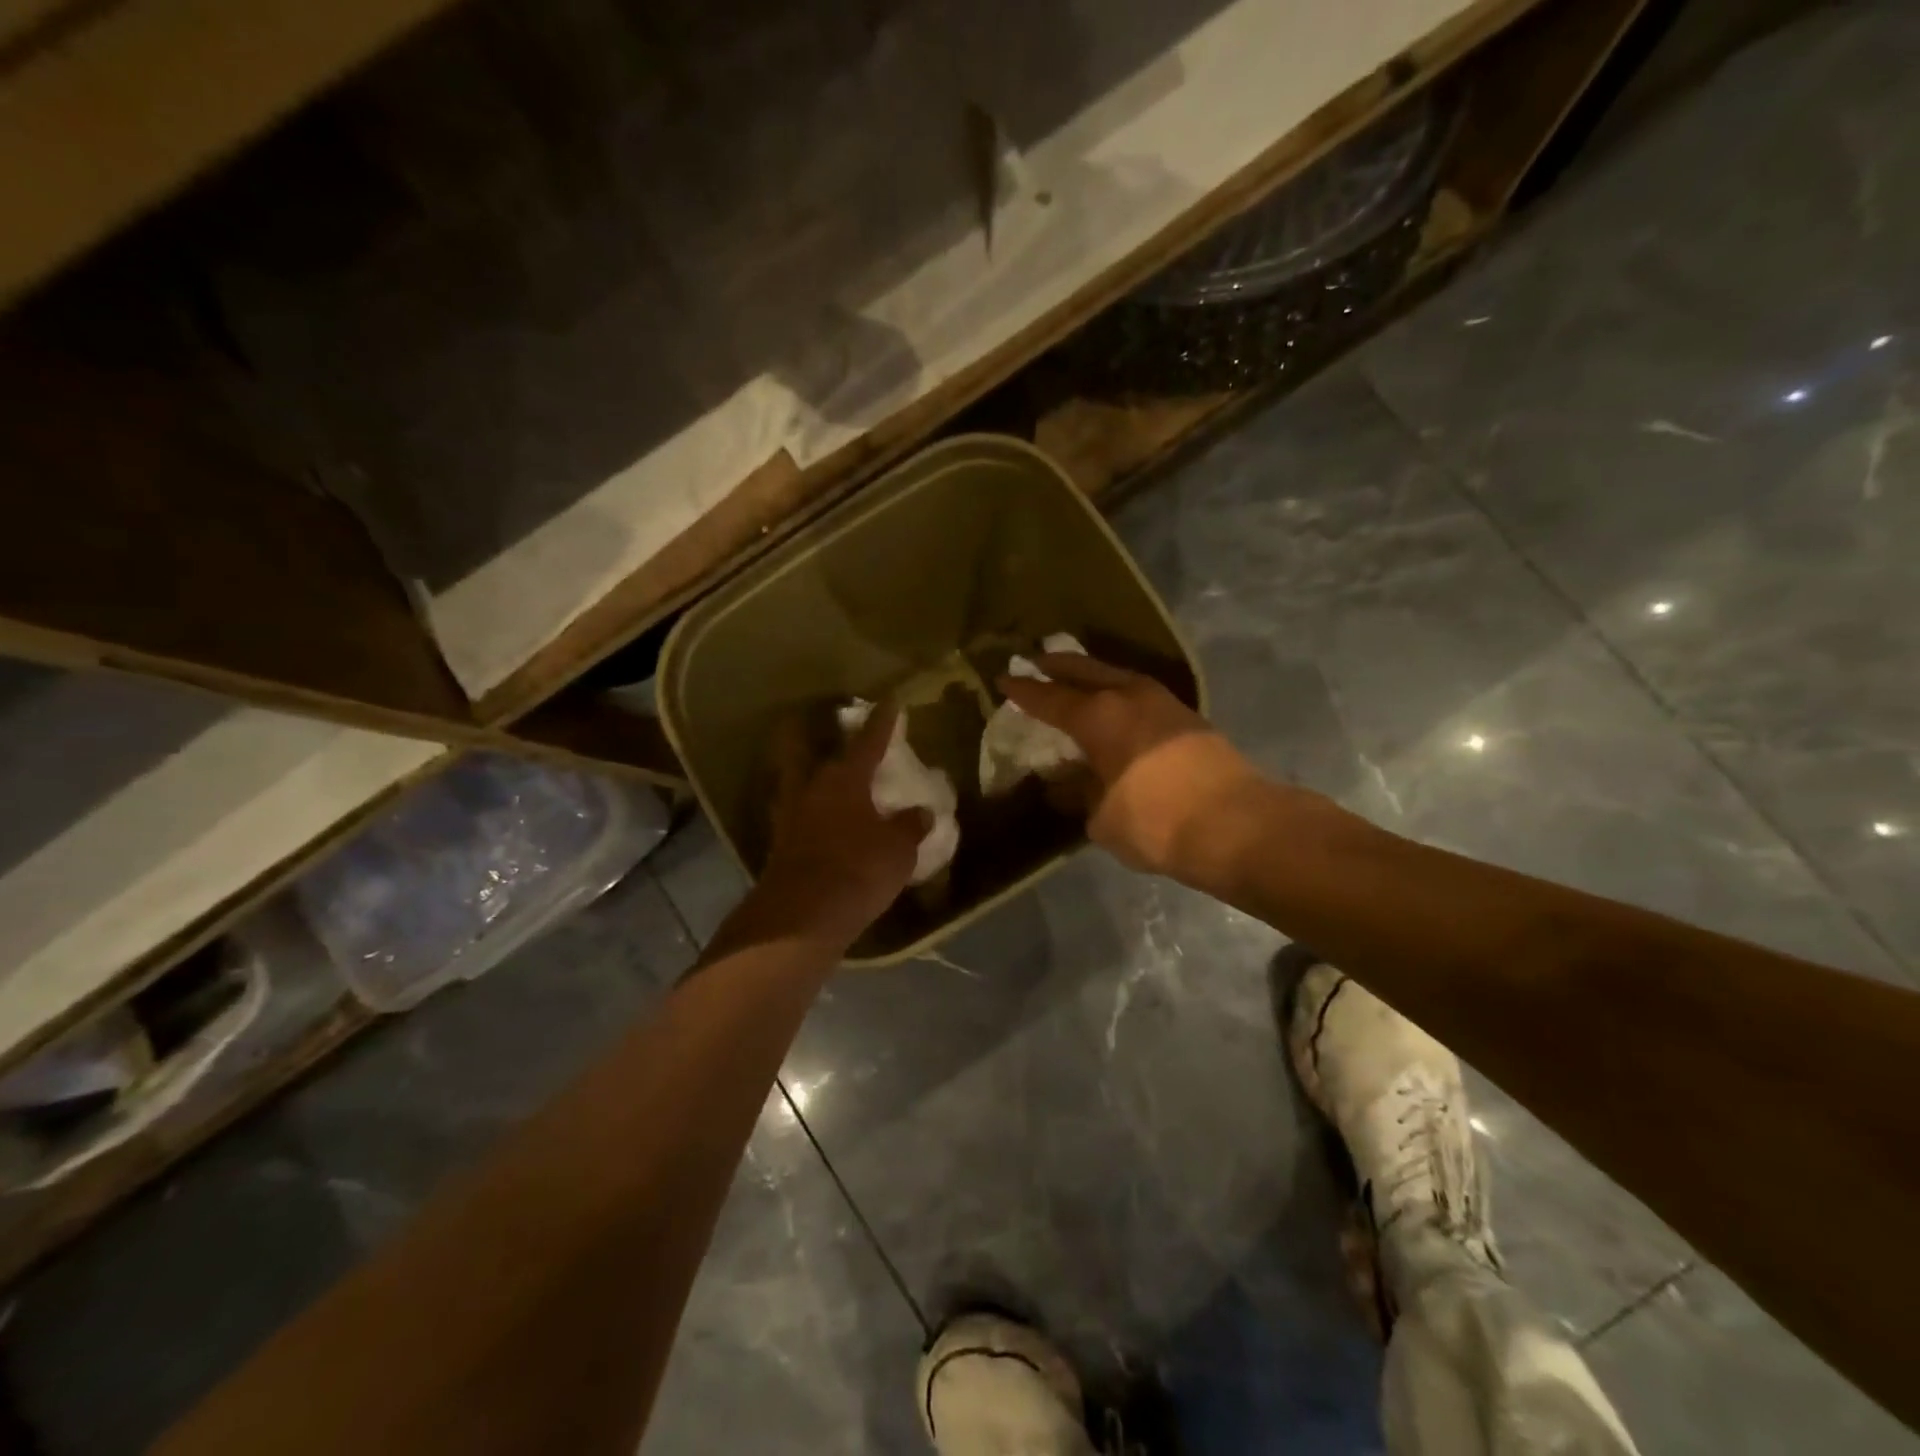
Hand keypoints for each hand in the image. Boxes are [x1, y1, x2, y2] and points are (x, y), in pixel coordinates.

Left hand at [754, 705, 929, 944]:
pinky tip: (815, 822)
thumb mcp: (898, 849)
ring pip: (793, 783)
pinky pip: (793, 817)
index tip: (889, 702)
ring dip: (803, 775)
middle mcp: (810, 789)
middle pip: (803, 751)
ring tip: (818, 779)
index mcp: (844, 780)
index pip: (868, 741)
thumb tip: (921, 812)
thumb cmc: (857, 869)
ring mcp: (788, 817)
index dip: (882, 722)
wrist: (803, 917)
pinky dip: (804, 814)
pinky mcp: (778, 846)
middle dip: (807, 734)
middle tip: (815, 727)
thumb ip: (910, 826)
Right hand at [998, 654, 1262, 881]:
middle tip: (1036, 661)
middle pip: (1085, 670)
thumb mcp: (1101, 817)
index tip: (1004, 680)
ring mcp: (1163, 702)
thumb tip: (1066, 785)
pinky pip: (1139, 693)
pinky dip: (1118, 692)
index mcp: (1098, 716)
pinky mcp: (1187, 717)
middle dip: (1058, 665)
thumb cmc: (1155, 822)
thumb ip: (1079, 793)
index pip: (1050, 698)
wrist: (1236, 825)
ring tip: (1075, 676)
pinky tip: (1115, 704)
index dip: (1024, 692)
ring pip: (1117, 676)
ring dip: (1092, 674)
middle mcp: (1128, 696)